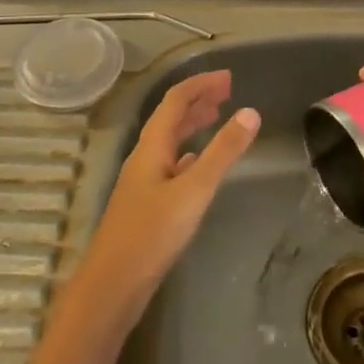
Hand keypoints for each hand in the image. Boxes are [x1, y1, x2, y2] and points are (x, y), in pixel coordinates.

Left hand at [73, 70, 258, 322]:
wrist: (112, 285)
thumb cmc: (152, 234)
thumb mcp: (194, 190)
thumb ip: (222, 152)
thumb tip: (251, 112)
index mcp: (152, 146)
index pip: (176, 100)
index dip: (201, 84)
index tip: (229, 77)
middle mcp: (145, 157)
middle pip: (170, 117)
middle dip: (198, 100)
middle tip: (227, 92)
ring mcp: (143, 181)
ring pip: (170, 141)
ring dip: (192, 124)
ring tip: (217, 117)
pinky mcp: (147, 204)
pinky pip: (170, 164)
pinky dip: (189, 153)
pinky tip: (197, 163)